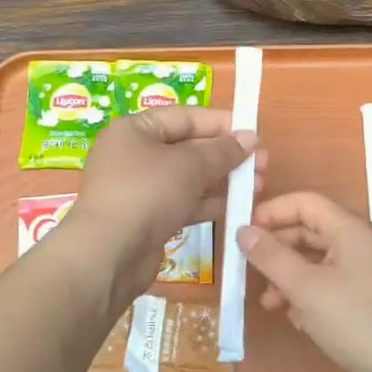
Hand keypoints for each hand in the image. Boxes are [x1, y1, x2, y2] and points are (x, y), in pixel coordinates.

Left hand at [66, 107, 263, 302]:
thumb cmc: (147, 193)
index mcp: (134, 130)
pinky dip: (208, 203)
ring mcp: (139, 189)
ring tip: (258, 186)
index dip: (221, 123)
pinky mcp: (146, 219)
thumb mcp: (190, 165)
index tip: (254, 133)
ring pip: (188, 178)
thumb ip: (223, 150)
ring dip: (222, 181)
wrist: (108, 254)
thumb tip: (250, 138)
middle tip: (263, 164)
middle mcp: (134, 155)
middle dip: (226, 155)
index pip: (184, 117)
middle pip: (188, 148)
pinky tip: (236, 207)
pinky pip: (183, 203)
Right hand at [239, 191, 371, 371]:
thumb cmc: (356, 320)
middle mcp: (360, 244)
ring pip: (317, 262)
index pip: (305, 202)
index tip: (243, 232)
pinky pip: (329, 285)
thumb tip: (243, 231)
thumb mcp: (306, 287)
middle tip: (248, 269)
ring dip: (289, 277)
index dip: (272, 211)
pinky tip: (296, 320)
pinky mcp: (366, 300)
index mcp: (350, 229)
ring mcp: (365, 273)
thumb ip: (271, 257)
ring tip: (269, 303)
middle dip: (277, 249)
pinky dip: (308, 295)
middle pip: (310, 231)